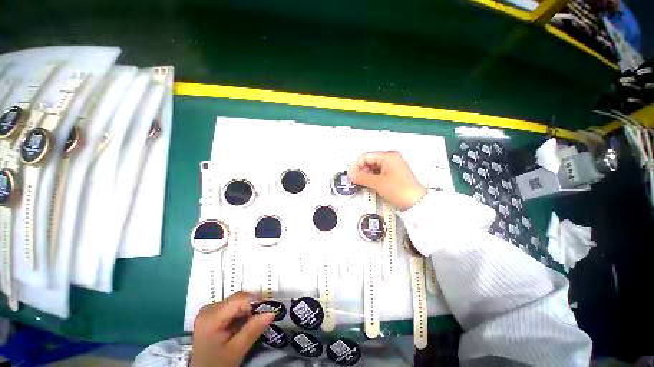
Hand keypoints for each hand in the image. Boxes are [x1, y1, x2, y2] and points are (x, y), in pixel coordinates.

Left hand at [191, 292, 274, 366]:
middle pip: (238, 299)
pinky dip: (243, 314)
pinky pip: (232, 308)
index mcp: (211, 316)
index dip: (257, 302)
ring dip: (249, 310)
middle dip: (253, 306)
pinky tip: (247, 324)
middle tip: (266, 316)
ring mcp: (210, 311)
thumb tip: (272, 312)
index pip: (239, 299)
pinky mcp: (213, 315)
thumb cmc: (217, 365)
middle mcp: (209, 309)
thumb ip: (252, 330)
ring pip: (237, 302)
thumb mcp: (235, 351)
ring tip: (258, 321)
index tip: (270, 310)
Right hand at [348, 151, 426, 210]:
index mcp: (389, 156)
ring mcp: (393, 167)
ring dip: (365, 174)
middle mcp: (391, 159)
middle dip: (360, 170)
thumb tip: (351, 175)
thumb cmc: (401, 190)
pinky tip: (368, 184)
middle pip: (370, 161)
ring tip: (360, 182)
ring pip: (374, 168)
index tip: (350, 173)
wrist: (416, 203)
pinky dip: (372, 178)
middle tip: (354, 178)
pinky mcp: (394, 175)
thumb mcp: (378, 183)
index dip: (356, 164)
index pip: (366, 156)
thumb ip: (362, 177)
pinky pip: (379, 173)